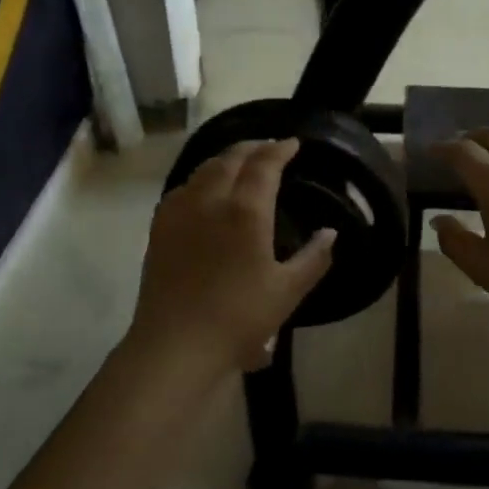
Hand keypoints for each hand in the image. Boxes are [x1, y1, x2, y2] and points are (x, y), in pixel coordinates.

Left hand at [126, 138, 335, 378]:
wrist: (176, 344)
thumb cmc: (238, 319)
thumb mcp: (288, 291)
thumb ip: (313, 258)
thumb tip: (329, 233)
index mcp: (245, 211)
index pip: (264, 165)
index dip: (280, 150)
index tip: (293, 143)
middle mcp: (210, 200)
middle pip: (230, 158)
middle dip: (252, 147)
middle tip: (269, 148)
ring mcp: (179, 212)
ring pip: (202, 170)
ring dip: (224, 159)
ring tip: (239, 163)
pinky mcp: (159, 229)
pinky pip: (181, 189)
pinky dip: (199, 179)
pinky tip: (203, 192)